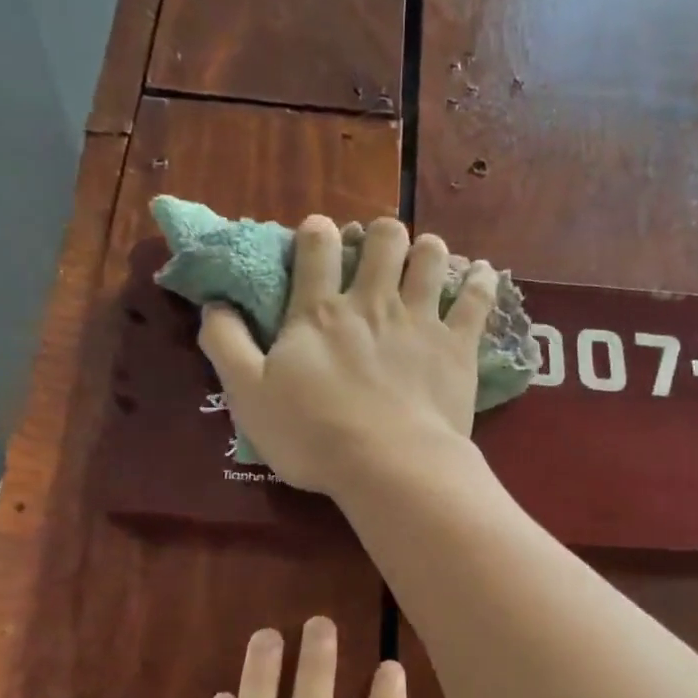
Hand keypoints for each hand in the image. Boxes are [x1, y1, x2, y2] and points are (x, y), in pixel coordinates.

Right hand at [198, 216, 499, 496]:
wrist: (388, 465)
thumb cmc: (313, 435)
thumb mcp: (248, 395)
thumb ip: (226, 344)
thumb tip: (214, 304)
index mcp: (319, 312)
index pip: (317, 247)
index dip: (316, 232)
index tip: (318, 235)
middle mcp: (372, 303)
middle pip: (383, 240)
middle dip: (381, 234)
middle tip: (381, 250)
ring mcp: (419, 320)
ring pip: (431, 258)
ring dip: (428, 250)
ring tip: (426, 258)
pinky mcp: (457, 345)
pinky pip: (476, 300)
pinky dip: (482, 282)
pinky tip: (484, 273)